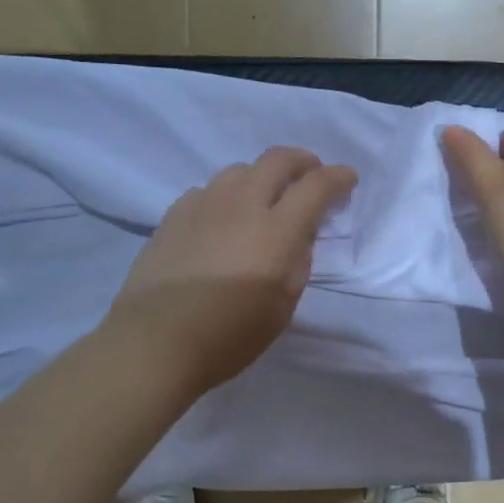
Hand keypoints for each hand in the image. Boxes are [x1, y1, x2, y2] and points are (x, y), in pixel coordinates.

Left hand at [107, 146, 358, 392]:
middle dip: (302, 161)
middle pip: (277, 160)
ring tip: (266, 197)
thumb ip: (297, 261)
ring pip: (240, 170)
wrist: (156, 342)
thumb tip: (298, 235)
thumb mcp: (282, 305)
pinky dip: (228, 195)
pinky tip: (224, 218)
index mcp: (276, 231)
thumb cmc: (230, 335)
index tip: (347, 179)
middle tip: (311, 175)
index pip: (315, 187)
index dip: (337, 178)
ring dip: (262, 176)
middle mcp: (242, 205)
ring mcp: (204, 205)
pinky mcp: (174, 215)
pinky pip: (209, 190)